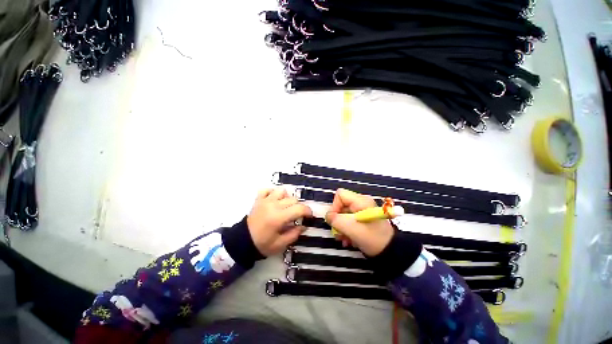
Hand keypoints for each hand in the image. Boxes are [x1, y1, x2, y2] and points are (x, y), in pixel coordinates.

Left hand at [247, 188, 312, 256]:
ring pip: (282, 191)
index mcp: (279, 217)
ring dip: (287, 198)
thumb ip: (294, 234)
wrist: (243, 241)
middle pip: (292, 200)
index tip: (309, 216)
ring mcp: (265, 201)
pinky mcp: (259, 199)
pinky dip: (273, 192)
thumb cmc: (262, 244)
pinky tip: (274, 200)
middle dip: (298, 207)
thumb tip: (304, 226)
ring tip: (285, 207)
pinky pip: (267, 189)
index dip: (307, 211)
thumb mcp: (280, 244)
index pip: (299, 208)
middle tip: (296, 216)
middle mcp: (273, 205)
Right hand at [325, 189, 394, 256]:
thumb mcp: (351, 229)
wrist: (391, 252)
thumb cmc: (371, 238)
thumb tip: (328, 216)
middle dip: (338, 220)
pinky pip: (351, 220)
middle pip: (342, 205)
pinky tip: (349, 241)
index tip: (335, 220)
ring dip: (342, 227)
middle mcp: (362, 203)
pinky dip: (348, 230)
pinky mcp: (365, 219)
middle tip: (338, 233)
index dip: (334, 206)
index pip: (340, 194)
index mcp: (360, 201)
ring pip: (345, 214)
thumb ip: (335, 220)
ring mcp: (364, 211)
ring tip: (344, 240)